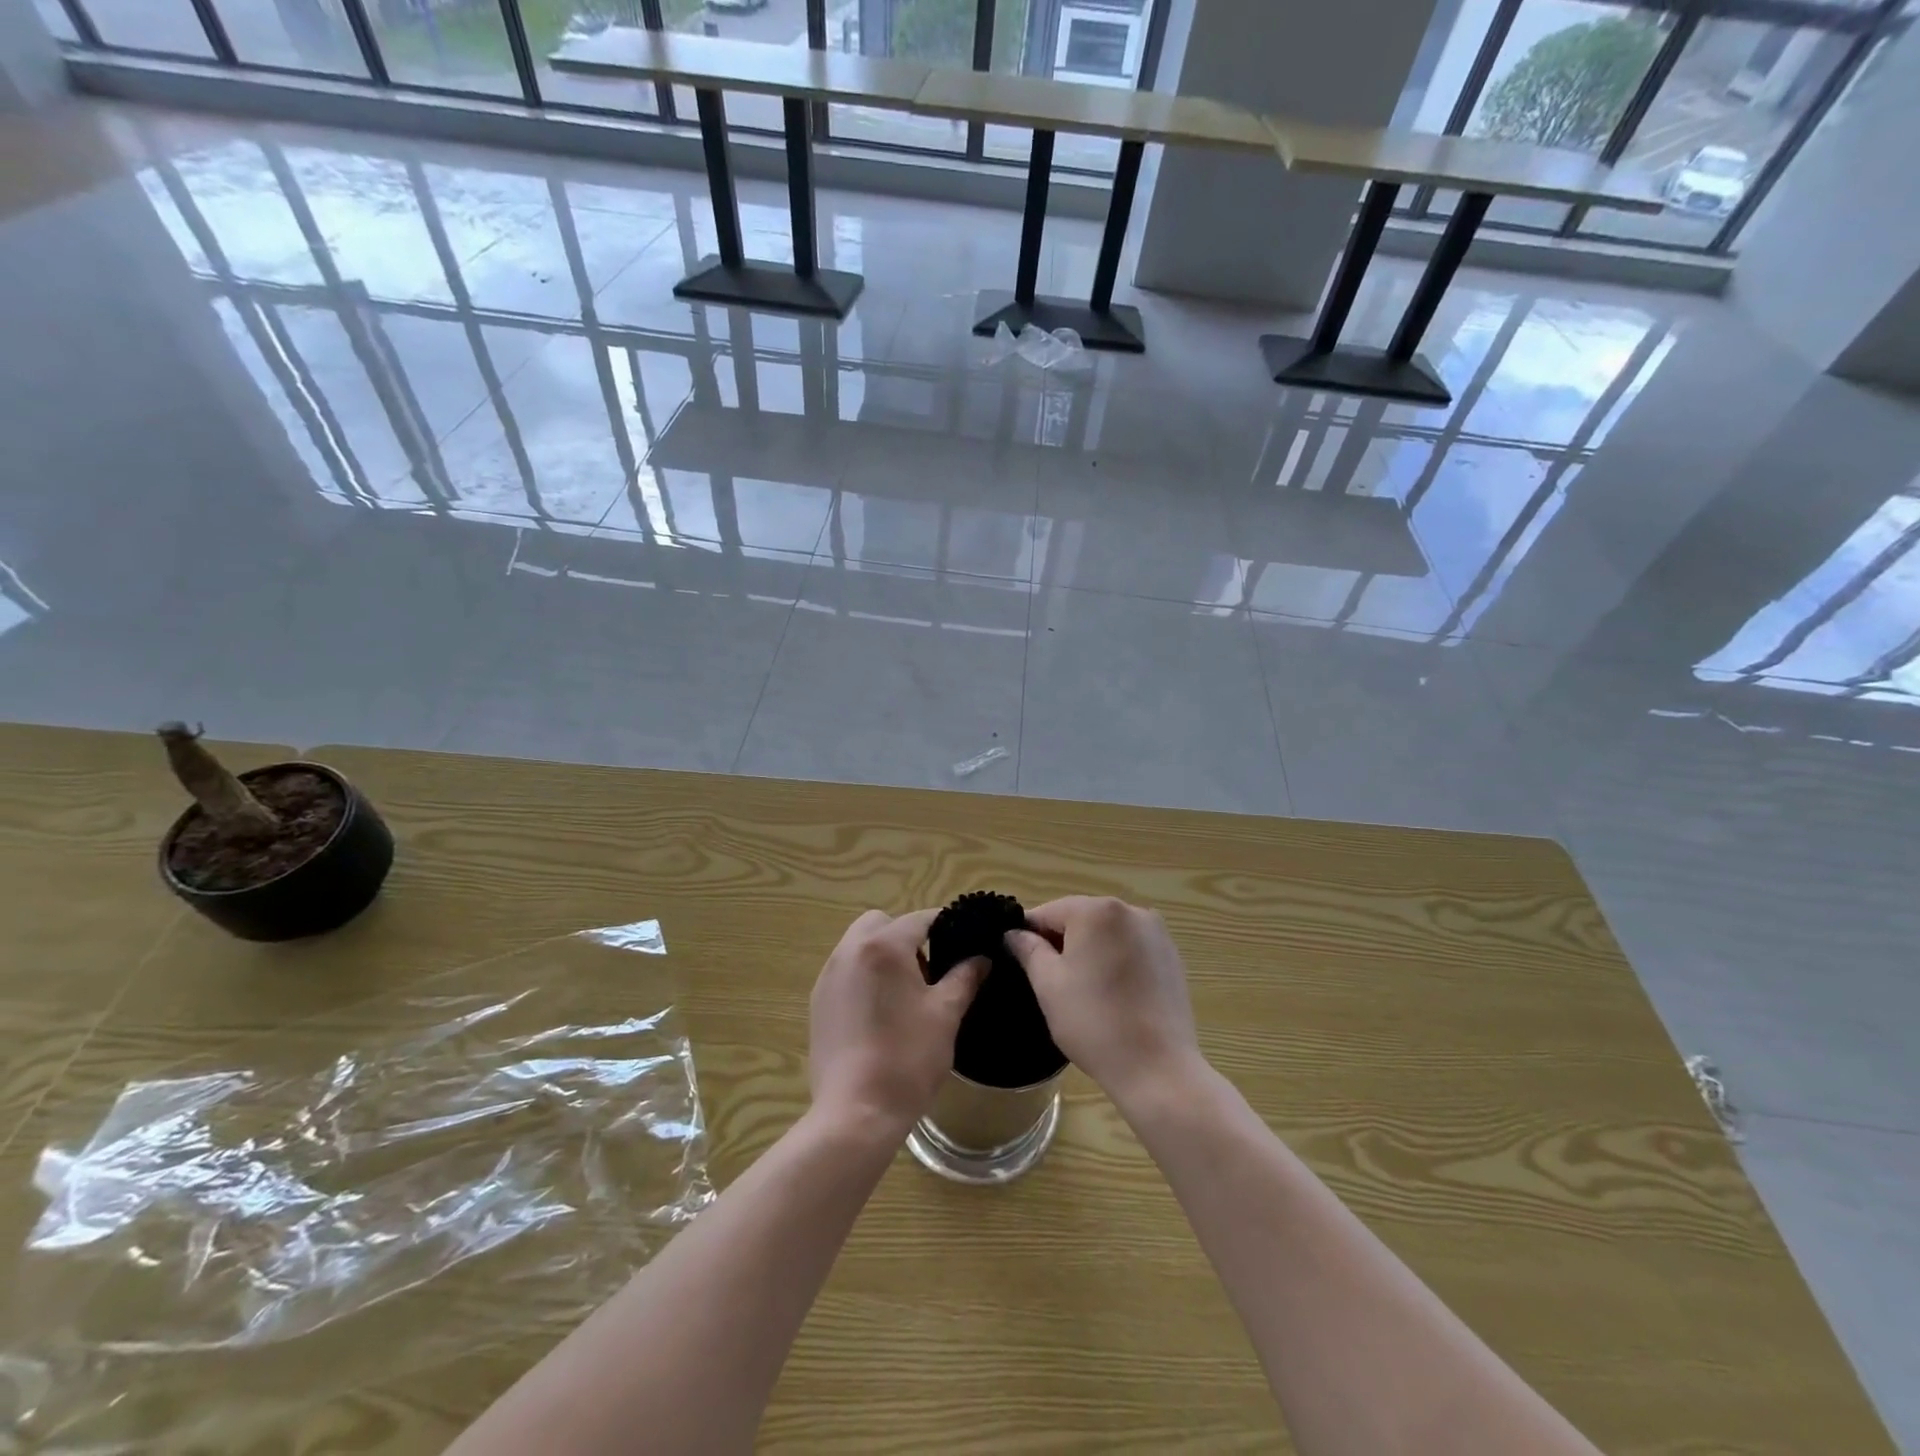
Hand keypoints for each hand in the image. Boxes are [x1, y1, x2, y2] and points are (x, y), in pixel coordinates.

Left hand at [809, 909, 987, 1137]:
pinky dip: (864, 976)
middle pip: (881, 923)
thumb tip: (981, 958)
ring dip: (883, 954)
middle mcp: (850, 951)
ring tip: (906, 993)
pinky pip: (845, 971)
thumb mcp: (946, 1014)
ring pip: (859, 944)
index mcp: (883, 946)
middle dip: (906, 936)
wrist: (856, 1113)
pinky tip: (880, 1013)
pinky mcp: (818, 1002)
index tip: (965, 942)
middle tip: (929, 970)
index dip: (947, 925)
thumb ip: (965, 977)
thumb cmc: (907, 1058)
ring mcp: (828, 976)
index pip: (920, 918)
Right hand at [1005, 897, 1205, 1108]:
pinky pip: (1130, 947)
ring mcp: (1157, 933)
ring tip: (1081, 990)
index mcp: (1097, 911)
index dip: (1029, 934)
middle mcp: (1131, 911)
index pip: (1048, 912)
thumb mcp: (1049, 985)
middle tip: (1048, 980)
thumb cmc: (1094, 1022)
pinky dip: (1115, 961)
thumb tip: (1015, 933)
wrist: (1157, 1068)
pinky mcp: (1172, 956)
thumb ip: (1028, 949)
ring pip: (1106, 933)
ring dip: (1089, 951)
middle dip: (1061, 942)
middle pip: (1080, 918)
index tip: (1019, 960)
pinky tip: (1111, 993)